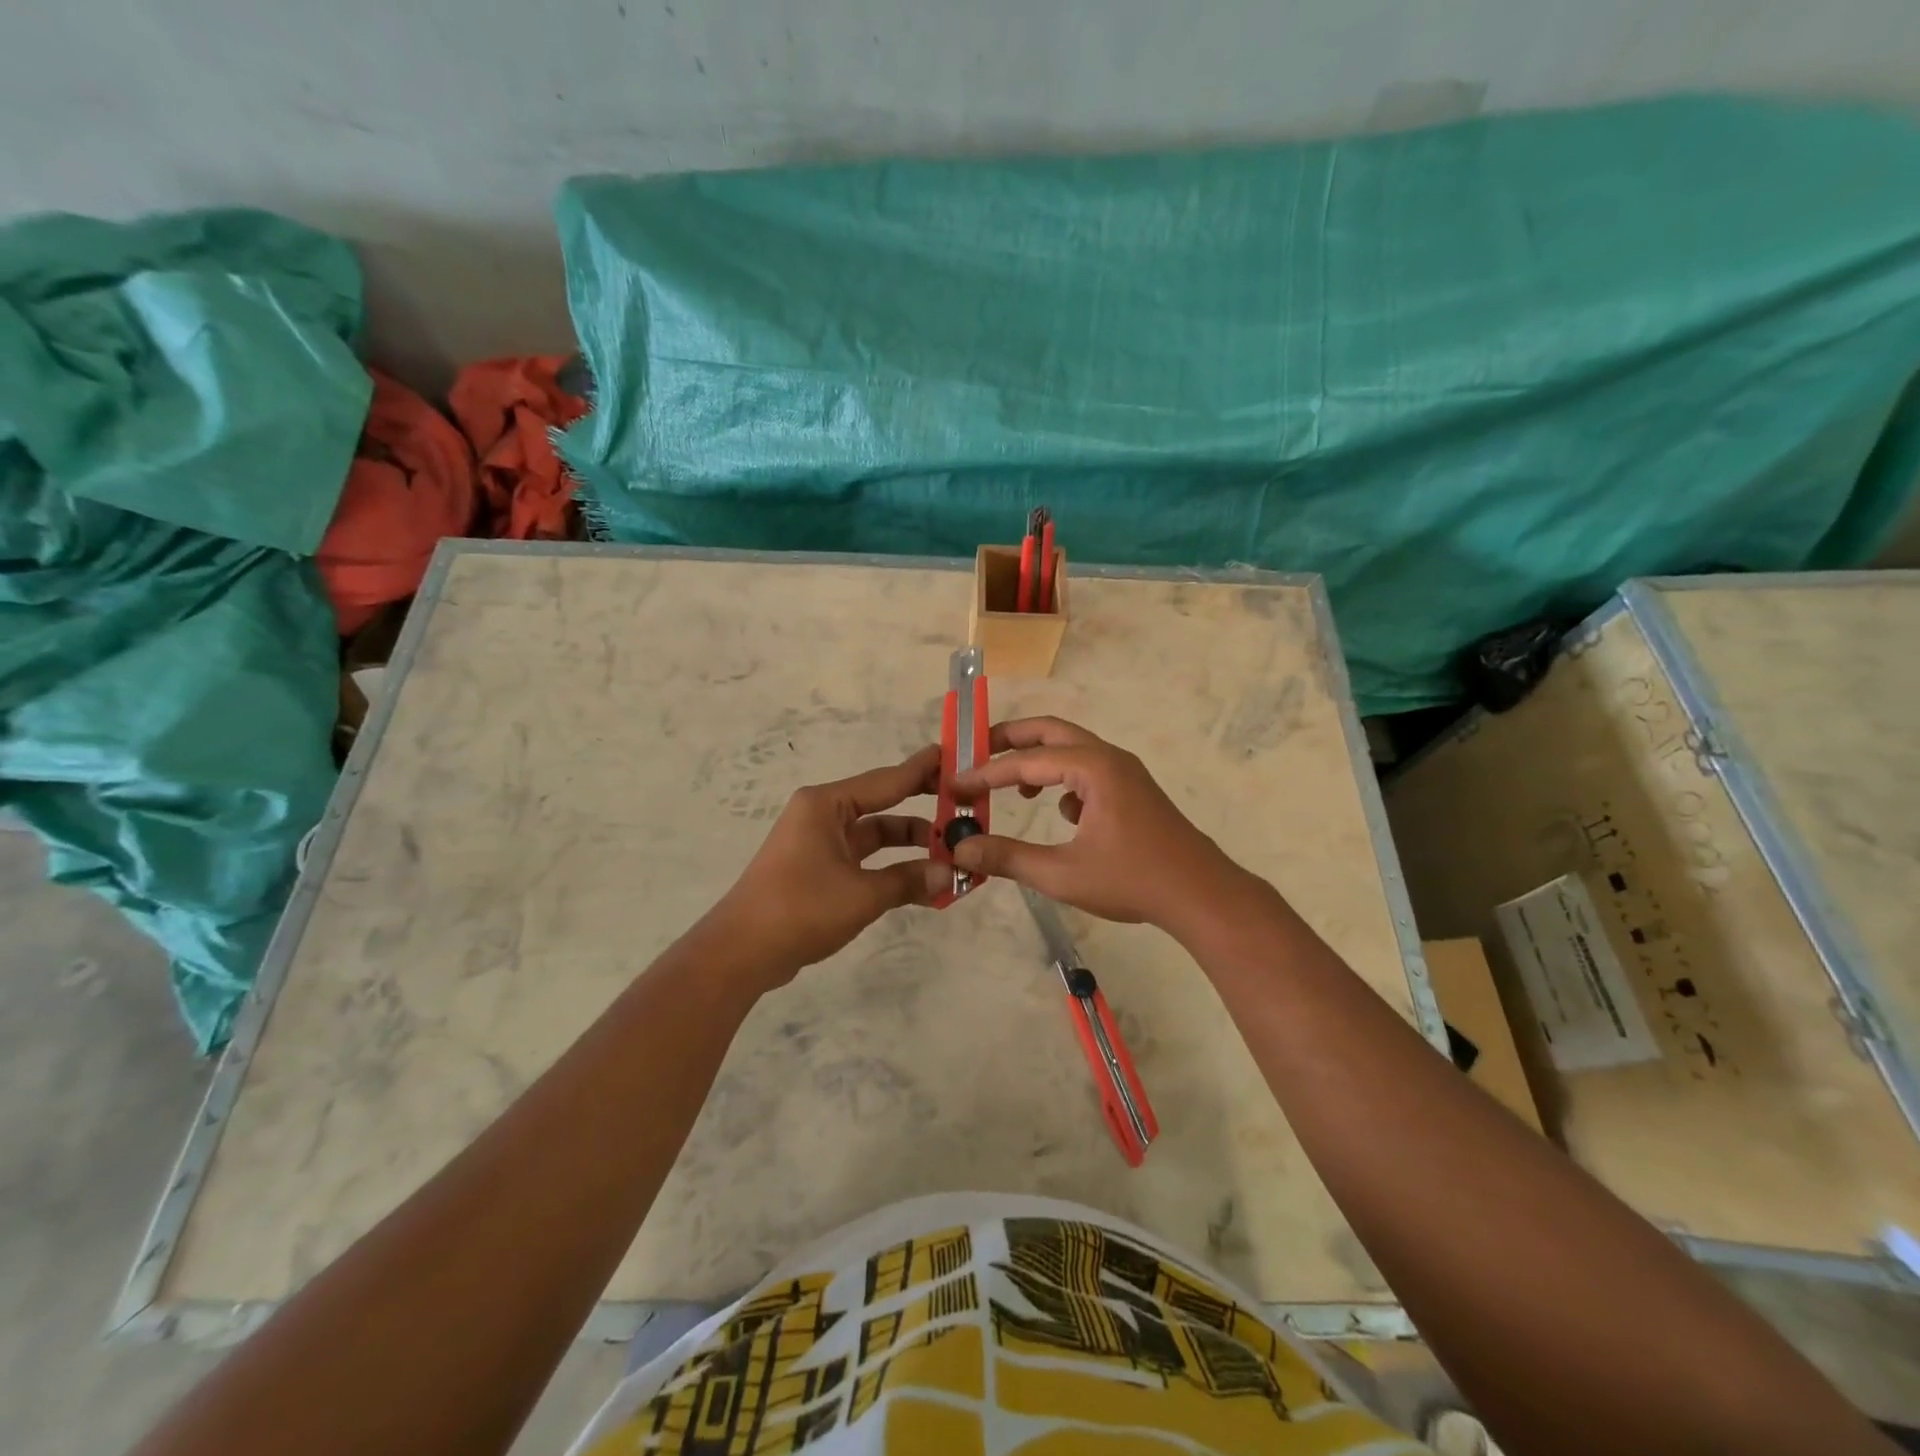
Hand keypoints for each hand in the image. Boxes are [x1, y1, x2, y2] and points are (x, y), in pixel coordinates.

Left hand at [709, 745, 952, 983]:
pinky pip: (864, 861)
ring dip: (910, 847)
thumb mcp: (862, 894)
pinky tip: (923, 884)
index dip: (923, 770)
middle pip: (883, 806)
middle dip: (923, 812)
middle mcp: (823, 815)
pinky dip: (891, 869)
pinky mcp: (818, 870)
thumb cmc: (801, 908)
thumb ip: (909, 879)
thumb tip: (952, 874)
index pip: (887, 780)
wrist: (741, 952)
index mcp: (827, 804)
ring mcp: (819, 843)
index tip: (954, 756)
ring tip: (953, 856)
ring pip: (875, 836)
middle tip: (964, 811)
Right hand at [949, 717, 1248, 933]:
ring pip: (1070, 750)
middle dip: (1009, 741)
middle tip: (974, 754)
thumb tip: (961, 851)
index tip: (953, 785)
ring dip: (1037, 761)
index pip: (1026, 761)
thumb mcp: (1062, 874)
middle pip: (1050, 732)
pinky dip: (1062, 780)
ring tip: (1009, 788)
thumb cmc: (1133, 881)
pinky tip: (1059, 813)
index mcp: (1092, 767)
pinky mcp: (1132, 790)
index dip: (985, 773)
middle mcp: (1109, 757)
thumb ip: (1008, 858)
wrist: (1201, 895)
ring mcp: (1124, 771)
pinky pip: (1087, 769)